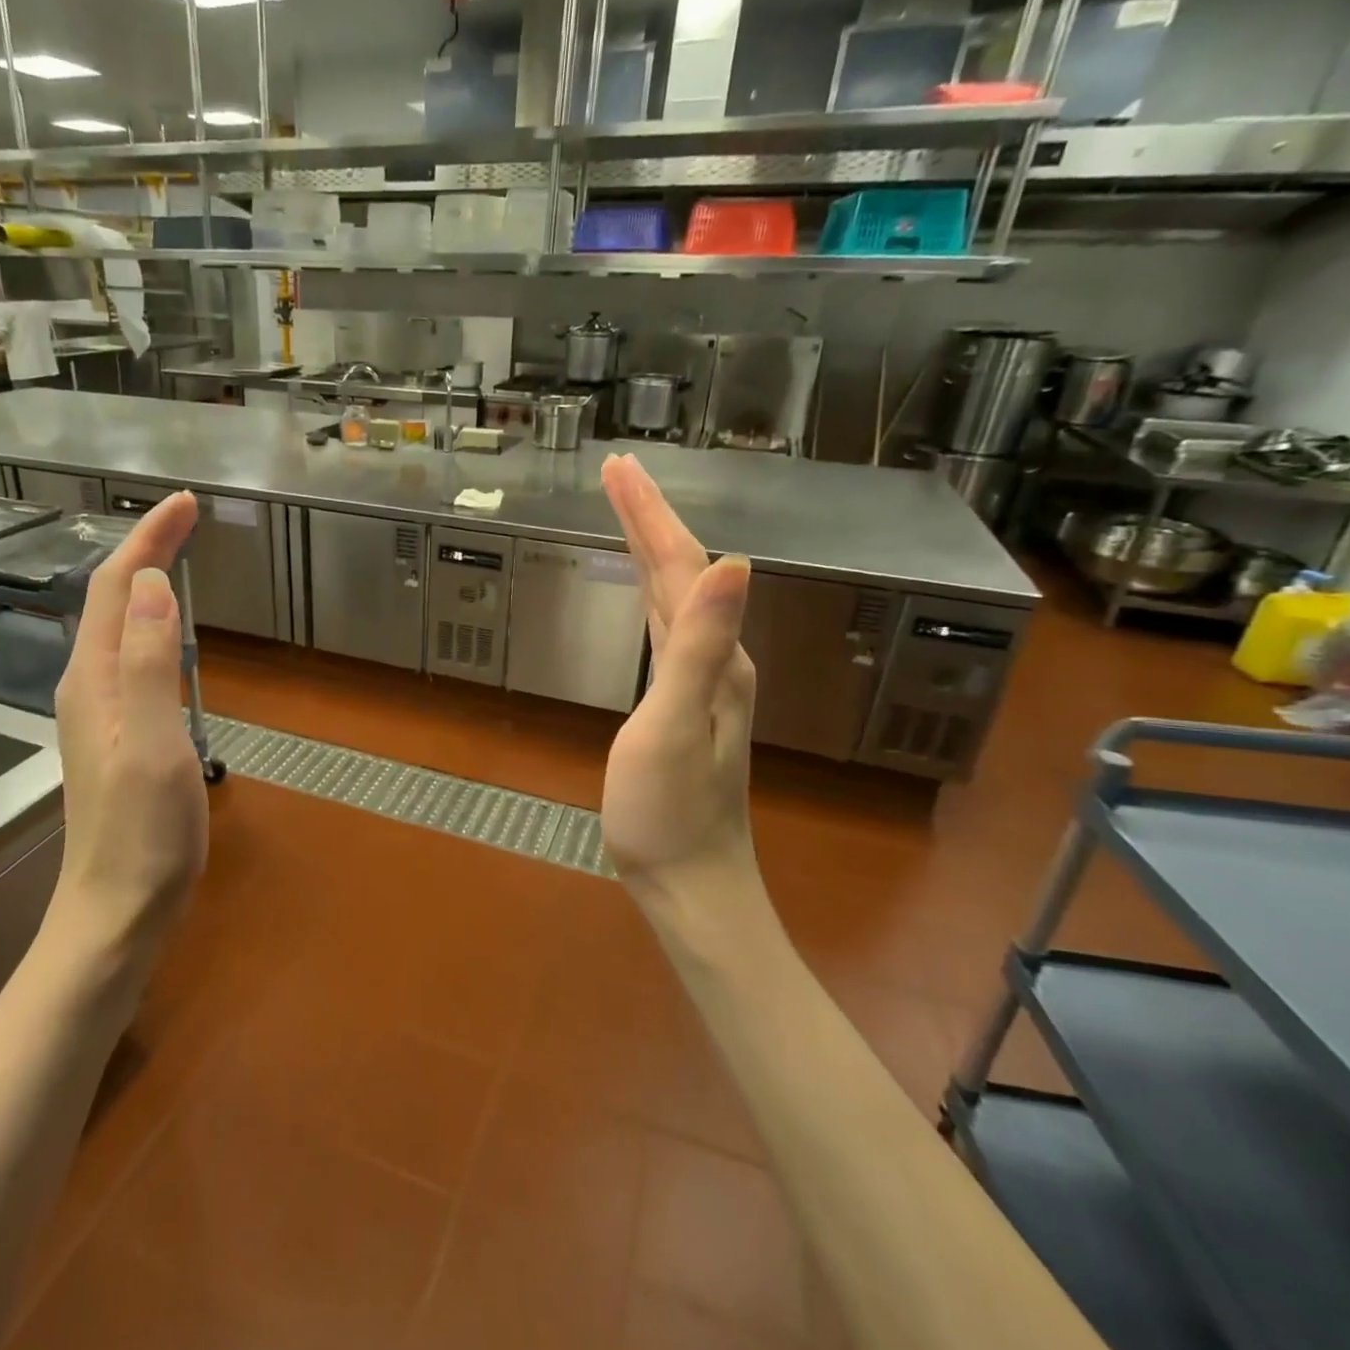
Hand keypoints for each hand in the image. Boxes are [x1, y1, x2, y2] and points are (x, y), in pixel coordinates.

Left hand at [50, 492, 207, 947]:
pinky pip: (133, 656)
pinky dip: (153, 624)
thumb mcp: (153, 743)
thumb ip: (151, 662)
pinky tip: (170, 633)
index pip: (121, 586)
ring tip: (179, 555)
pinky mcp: (119, 733)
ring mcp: (102, 711)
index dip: (150, 538)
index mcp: (96, 678)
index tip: (186, 502)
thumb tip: (156, 583)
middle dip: (147, 549)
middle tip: (189, 518)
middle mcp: (90, 684)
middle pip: (115, 599)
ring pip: (121, 626)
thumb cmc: (141, 832)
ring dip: (147, 582)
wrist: (117, 910)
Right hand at [599, 455, 758, 908]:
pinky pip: (667, 626)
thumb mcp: (675, 726)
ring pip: (676, 595)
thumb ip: (698, 644)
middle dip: (649, 517)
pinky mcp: (683, 701)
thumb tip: (733, 560)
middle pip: (682, 570)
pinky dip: (652, 591)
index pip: (682, 564)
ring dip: (652, 547)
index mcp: (715, 655)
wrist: (691, 882)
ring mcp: (703, 681)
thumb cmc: (669, 812)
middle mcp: (717, 657)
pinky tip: (648, 589)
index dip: (650, 513)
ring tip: (628, 512)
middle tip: (616, 472)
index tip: (618, 467)